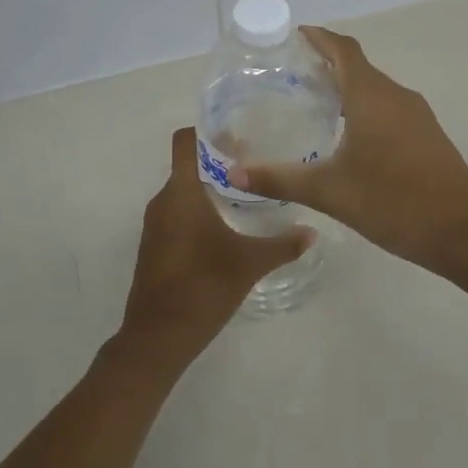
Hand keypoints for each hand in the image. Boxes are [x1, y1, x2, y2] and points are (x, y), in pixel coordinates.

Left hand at [118, 128, 313, 368]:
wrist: (158, 337)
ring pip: (183, 189)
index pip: (186, 141)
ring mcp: (155, 224)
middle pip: (188, 164)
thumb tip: (311, 231)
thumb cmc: (203, 288)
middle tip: (255, 161)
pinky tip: (225, 225)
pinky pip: (177, 212)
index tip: (238, 131)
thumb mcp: (249, 264)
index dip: (208, 130)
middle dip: (218, 159)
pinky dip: (198, 208)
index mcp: (181, 193)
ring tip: (245, 192)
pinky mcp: (155, 245)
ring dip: (209, 185)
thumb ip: (282, 244)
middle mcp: (163, 201)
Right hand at [229, 27, 467, 275]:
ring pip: (375, 88)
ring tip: (312, 102)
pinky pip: (389, 108)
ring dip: (346, 87)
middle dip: (325, 63)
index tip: (292, 36)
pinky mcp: (427, 136)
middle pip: (358, 66)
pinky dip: (364, 107)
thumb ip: (280, 179)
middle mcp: (396, 96)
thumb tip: (234, 173)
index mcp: (371, 97)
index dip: (318, 37)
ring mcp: (417, 115)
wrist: (464, 233)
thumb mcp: (330, 192)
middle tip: (289, 74)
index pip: (342, 49)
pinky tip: (347, 135)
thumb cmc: (393, 203)